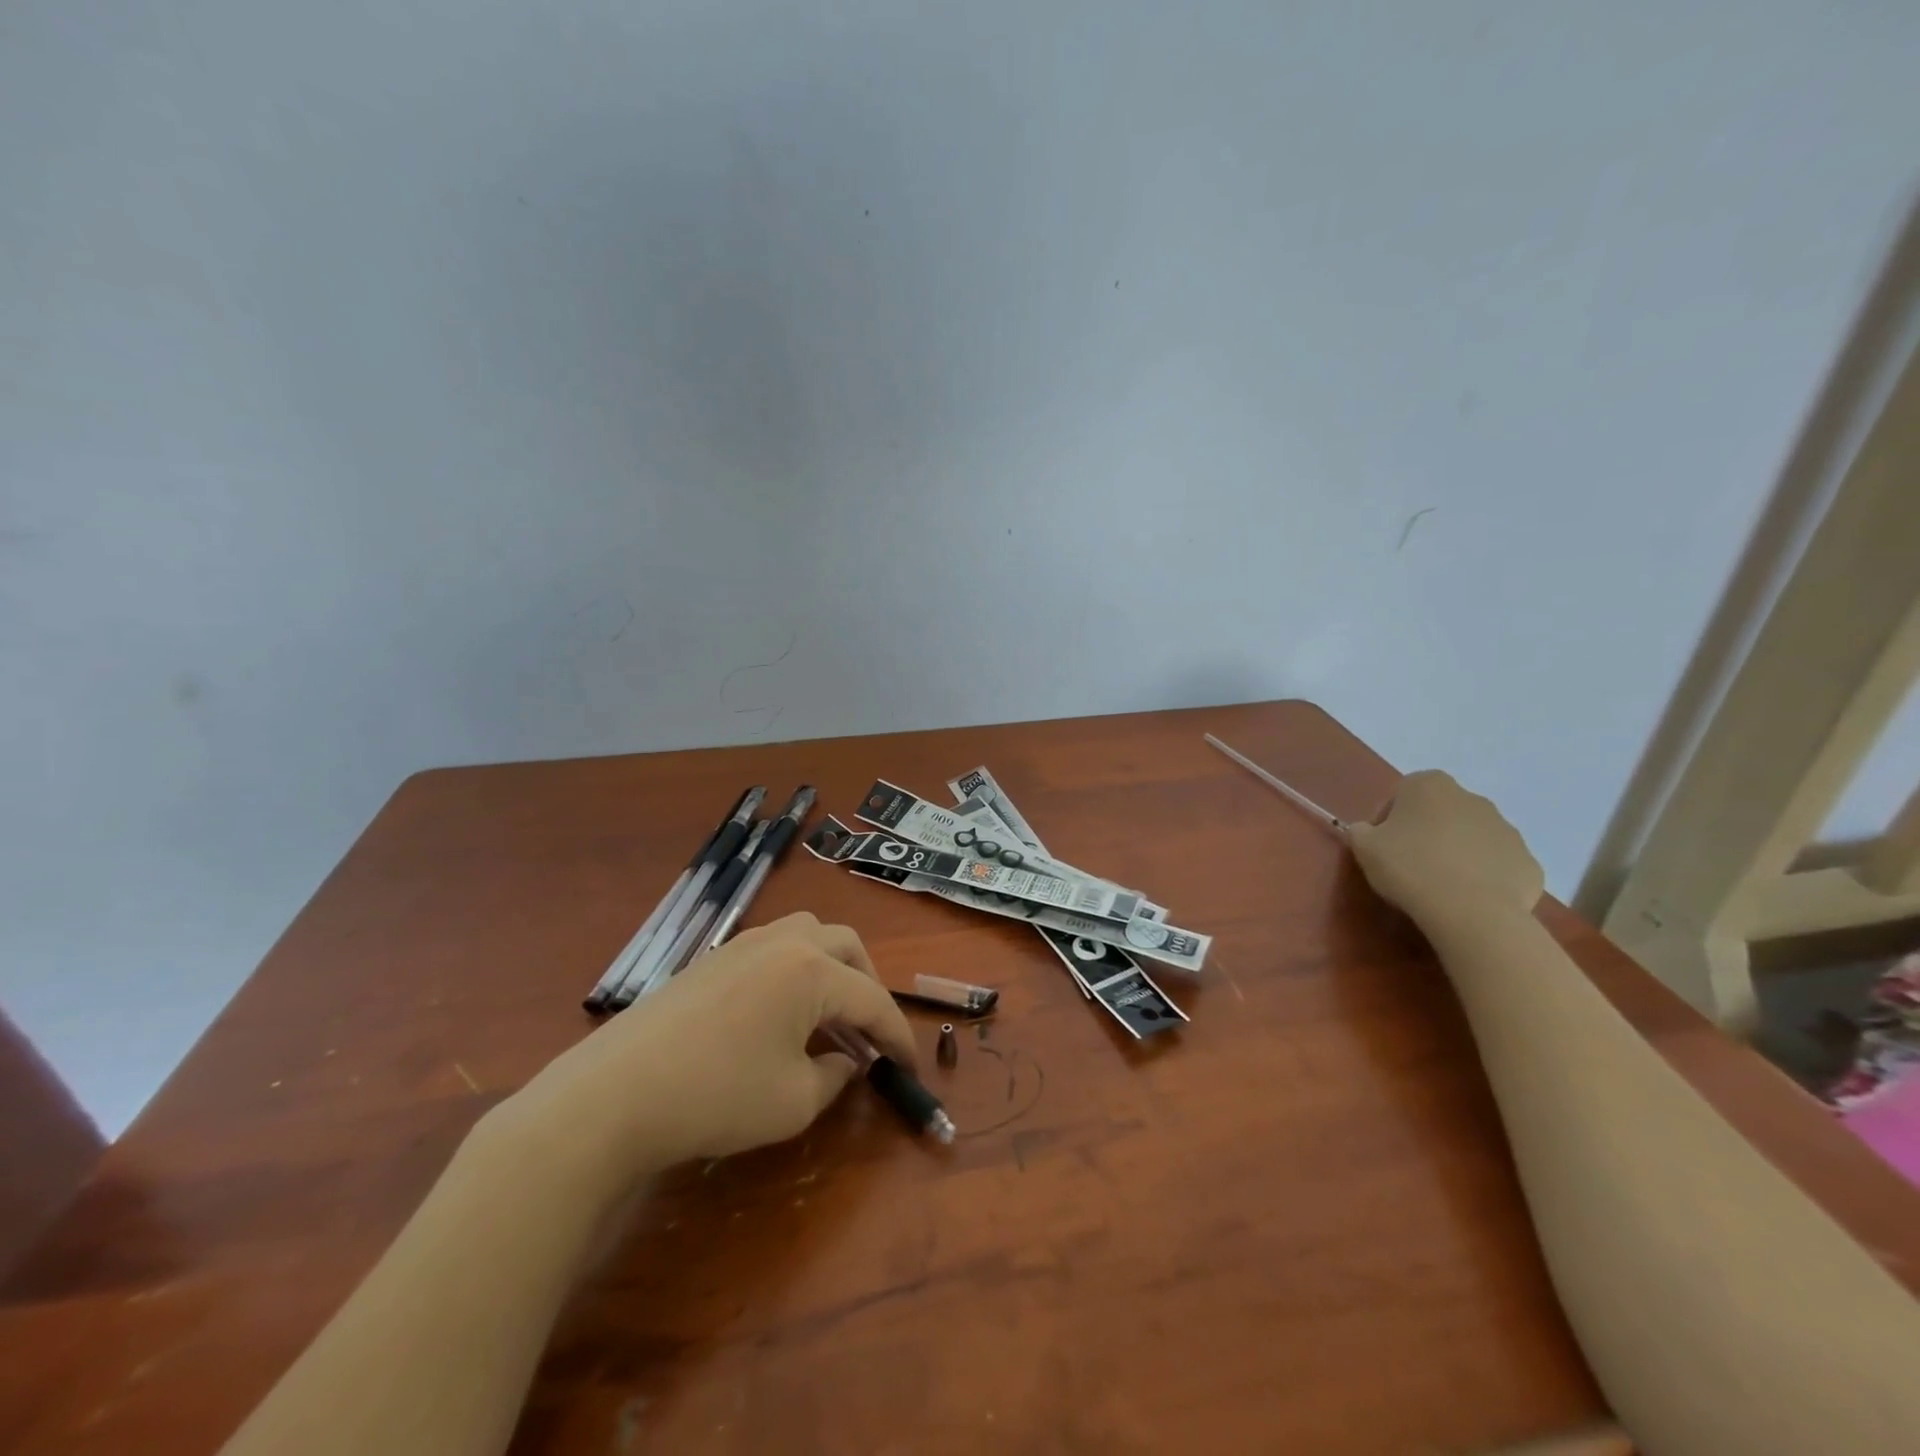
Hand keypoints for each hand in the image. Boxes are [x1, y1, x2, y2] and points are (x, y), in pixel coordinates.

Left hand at [486, 913, 917, 1198]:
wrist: (614, 1094)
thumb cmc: (717, 1096)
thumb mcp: (794, 1102)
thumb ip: (835, 1077)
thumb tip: (847, 1060)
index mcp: (812, 970)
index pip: (872, 999)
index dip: (897, 1036)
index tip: (911, 1067)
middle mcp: (784, 943)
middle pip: (846, 947)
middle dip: (868, 985)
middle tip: (870, 1030)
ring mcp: (743, 945)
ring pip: (809, 935)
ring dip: (831, 968)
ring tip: (829, 1012)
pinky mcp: (712, 959)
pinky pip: (774, 948)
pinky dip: (796, 971)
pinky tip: (781, 1012)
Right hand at [1346, 770, 1543, 925]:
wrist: (1472, 911)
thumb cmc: (1409, 868)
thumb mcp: (1363, 847)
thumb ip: (1360, 831)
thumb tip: (1368, 831)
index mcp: (1429, 785)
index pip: (1400, 796)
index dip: (1386, 822)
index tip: (1381, 847)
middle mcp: (1472, 798)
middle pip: (1439, 813)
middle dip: (1425, 833)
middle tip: (1408, 864)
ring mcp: (1507, 829)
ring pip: (1471, 837)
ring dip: (1455, 853)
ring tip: (1439, 884)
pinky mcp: (1528, 862)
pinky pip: (1497, 864)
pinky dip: (1483, 876)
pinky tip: (1467, 897)